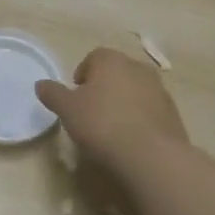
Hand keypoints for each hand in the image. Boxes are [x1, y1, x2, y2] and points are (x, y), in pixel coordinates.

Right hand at [36, 46, 188, 171]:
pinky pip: (150, 111)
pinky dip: (140, 120)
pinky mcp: (173, 114)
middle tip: (91, 113)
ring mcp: (159, 90)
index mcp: (111, 59)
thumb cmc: (102, 123)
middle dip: (104, 88)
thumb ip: (53, 94)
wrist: (151, 155)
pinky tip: (131, 141)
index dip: (81, 77)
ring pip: (135, 91)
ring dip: (124, 104)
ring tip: (112, 130)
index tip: (75, 99)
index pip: (93, 58)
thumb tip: (41, 84)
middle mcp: (137, 67)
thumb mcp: (67, 109)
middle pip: (116, 73)